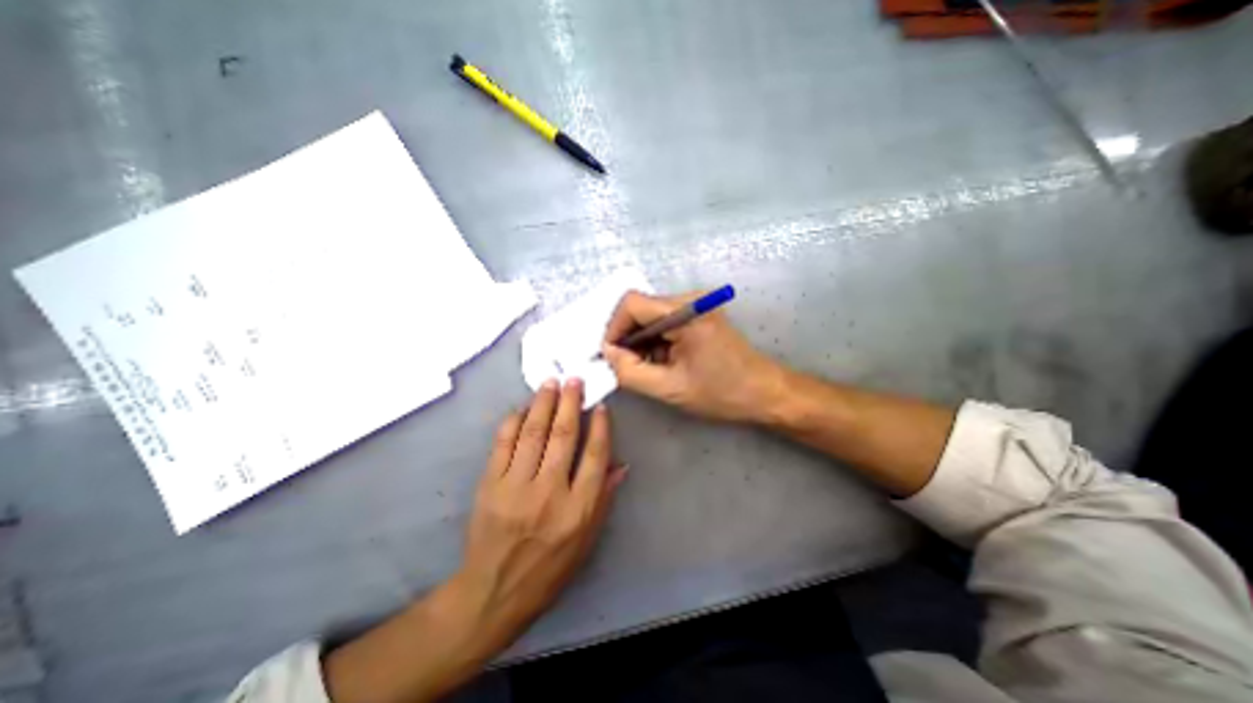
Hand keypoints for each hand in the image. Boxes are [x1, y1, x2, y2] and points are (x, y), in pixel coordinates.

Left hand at [454, 378, 624, 653]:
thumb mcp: (587, 540)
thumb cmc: (549, 568)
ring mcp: (516, 487)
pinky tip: (522, 408)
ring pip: (534, 433)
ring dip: (543, 403)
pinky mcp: (490, 485)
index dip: (600, 426)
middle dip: (571, 403)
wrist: (494, 592)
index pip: (595, 455)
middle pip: (564, 436)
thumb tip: (621, 464)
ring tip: (550, 383)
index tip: (601, 406)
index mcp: (578, 509)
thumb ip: (604, 498)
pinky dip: (513, 422)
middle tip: (574, 380)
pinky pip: (503, 444)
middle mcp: (550, 492)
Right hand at [602, 291, 785, 422]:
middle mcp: (691, 300)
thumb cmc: (722, 392)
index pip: (632, 304)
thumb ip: (630, 372)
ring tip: (646, 368)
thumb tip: (608, 353)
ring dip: (641, 341)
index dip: (614, 328)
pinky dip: (655, 341)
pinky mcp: (699, 314)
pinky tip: (661, 362)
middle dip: (627, 337)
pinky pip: (664, 321)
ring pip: (651, 316)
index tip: (611, 355)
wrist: (764, 392)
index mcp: (686, 312)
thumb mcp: (670, 389)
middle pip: (640, 308)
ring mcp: (696, 305)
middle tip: (626, 366)